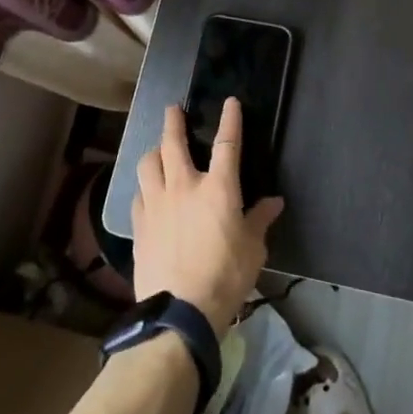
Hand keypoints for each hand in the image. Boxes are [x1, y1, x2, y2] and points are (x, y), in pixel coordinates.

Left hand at [131, 100, 283, 335]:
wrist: (180, 311)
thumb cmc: (226, 276)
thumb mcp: (254, 249)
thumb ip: (260, 220)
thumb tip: (274, 202)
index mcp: (218, 189)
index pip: (226, 144)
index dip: (230, 120)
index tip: (230, 102)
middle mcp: (183, 187)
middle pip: (172, 143)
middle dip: (173, 122)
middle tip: (172, 110)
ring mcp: (156, 204)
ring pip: (147, 164)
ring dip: (153, 152)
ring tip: (157, 151)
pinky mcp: (139, 225)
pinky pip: (138, 195)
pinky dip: (144, 187)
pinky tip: (146, 192)